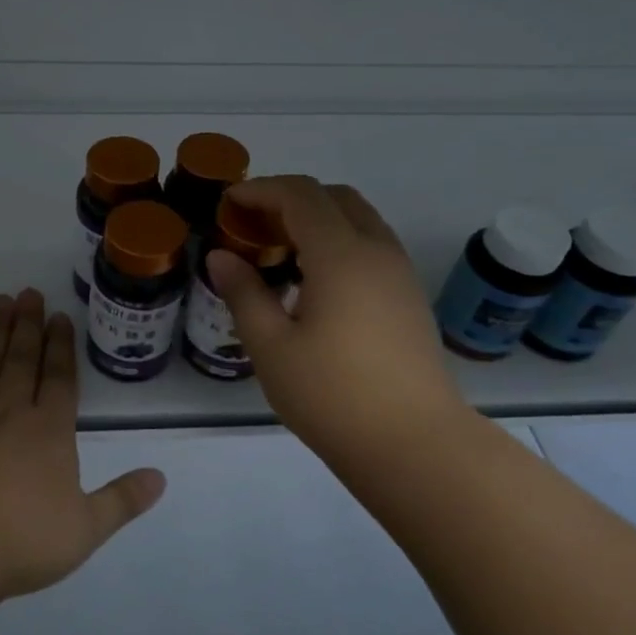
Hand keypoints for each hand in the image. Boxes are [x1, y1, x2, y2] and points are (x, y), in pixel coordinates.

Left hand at [0, 289, 165, 600]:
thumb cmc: (21, 540)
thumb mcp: (85, 529)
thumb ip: (122, 500)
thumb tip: (160, 477)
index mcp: (49, 431)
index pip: (59, 377)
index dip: (61, 345)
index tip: (59, 316)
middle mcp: (10, 411)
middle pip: (21, 358)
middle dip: (28, 324)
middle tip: (28, 293)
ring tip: (0, 301)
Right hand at [206, 176, 473, 474]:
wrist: (414, 445)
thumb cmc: (332, 396)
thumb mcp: (271, 347)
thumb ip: (244, 293)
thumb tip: (221, 256)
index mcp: (341, 255)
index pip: (300, 195)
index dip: (260, 190)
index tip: (228, 203)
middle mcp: (377, 251)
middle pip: (334, 197)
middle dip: (290, 198)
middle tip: (253, 225)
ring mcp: (400, 273)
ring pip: (358, 219)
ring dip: (318, 219)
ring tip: (281, 251)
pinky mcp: (409, 297)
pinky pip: (371, 246)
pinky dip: (339, 241)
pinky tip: (315, 282)